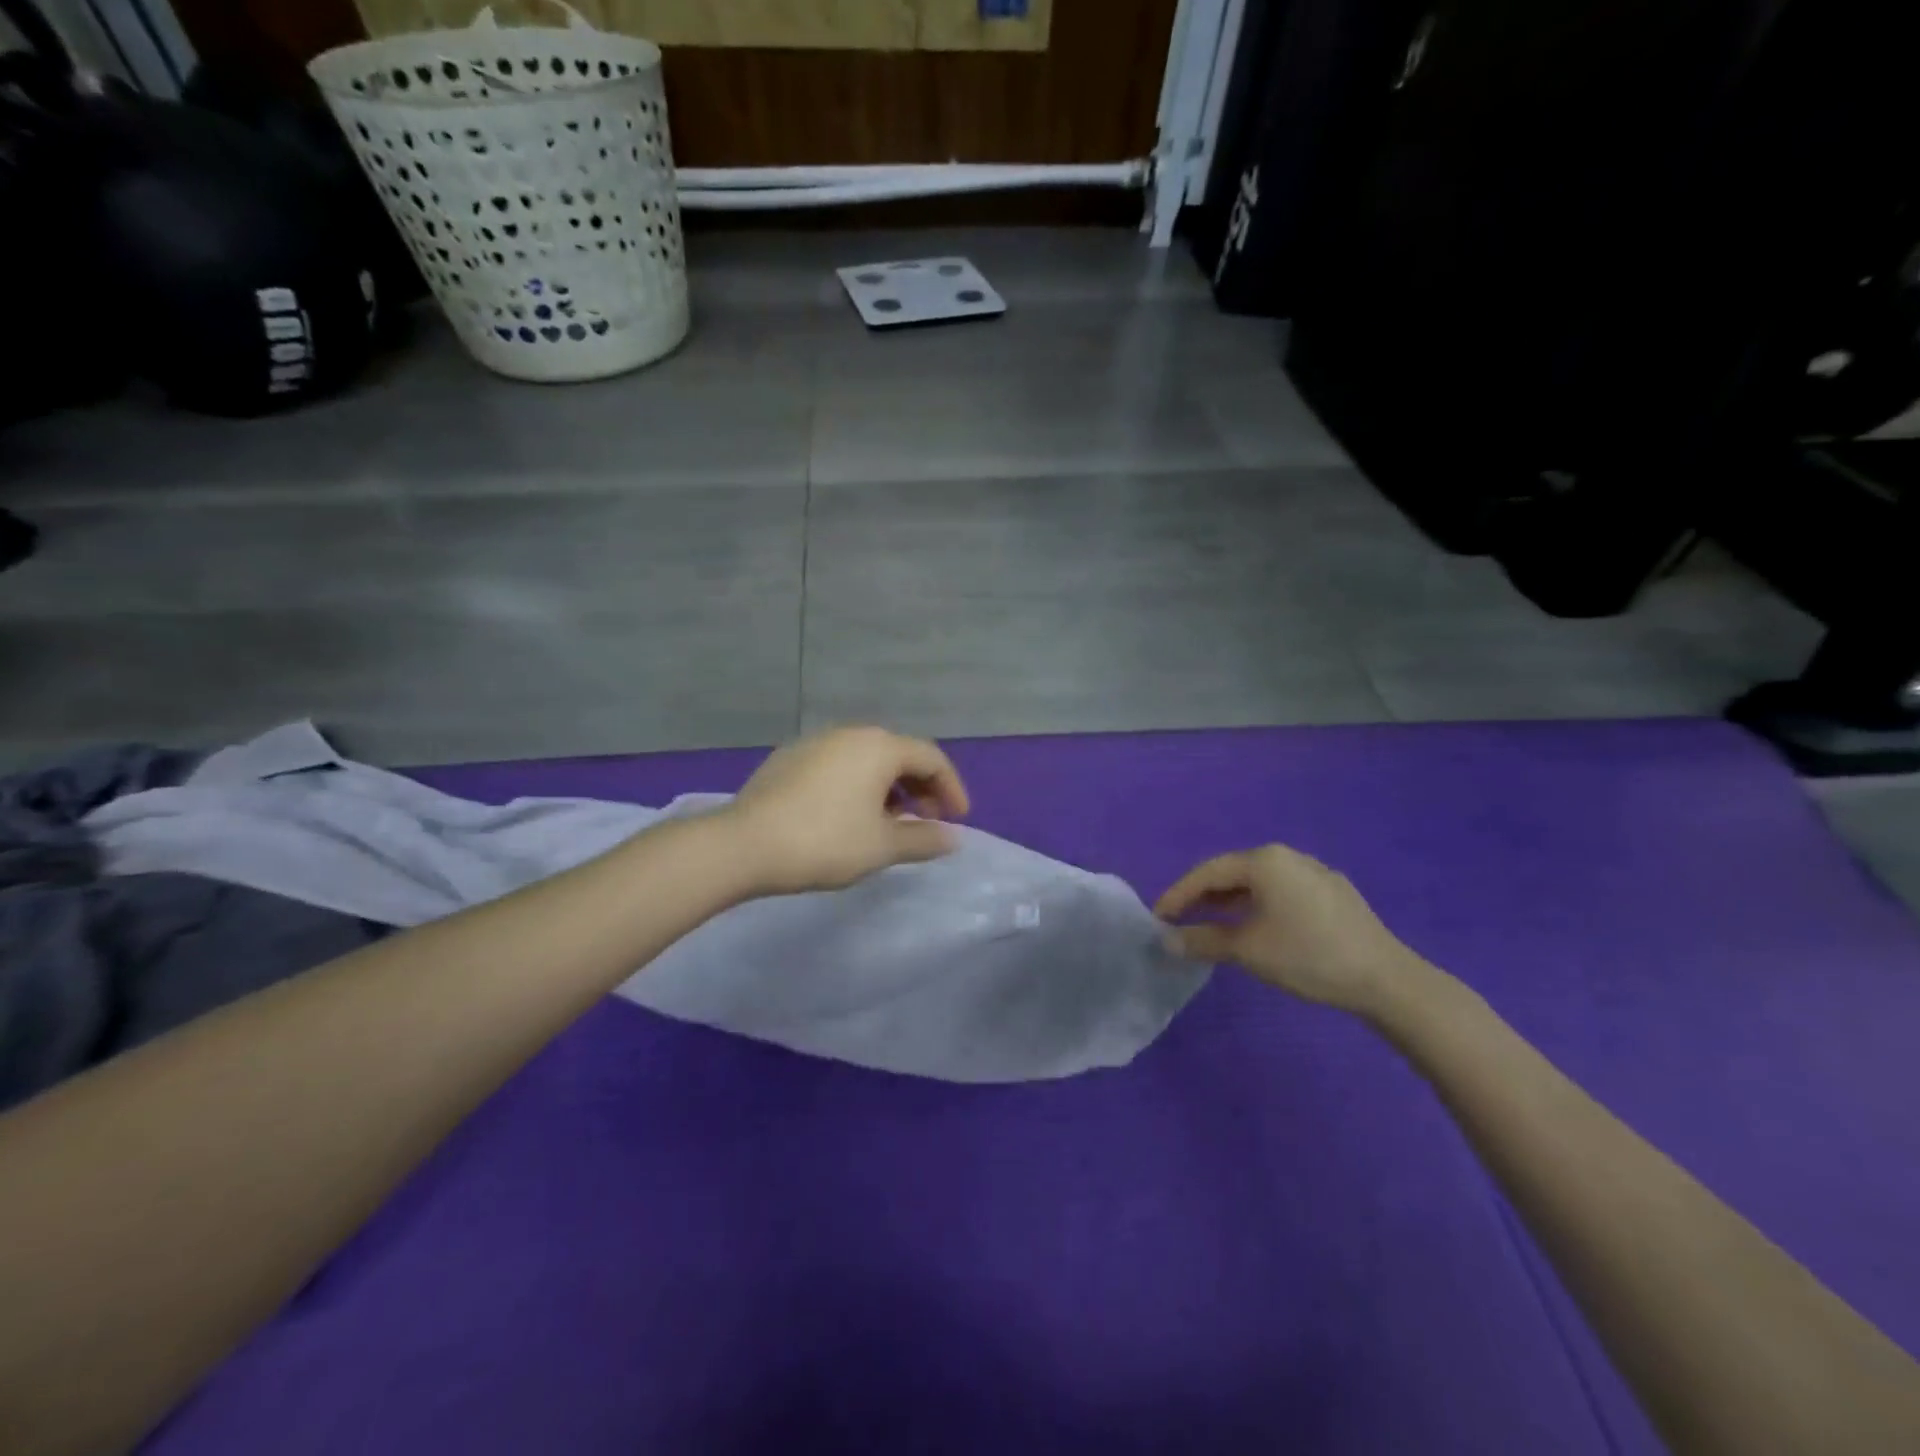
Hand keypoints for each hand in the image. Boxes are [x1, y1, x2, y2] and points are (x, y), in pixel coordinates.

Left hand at [725, 727, 970, 895]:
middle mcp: (850, 734)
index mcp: (879, 747)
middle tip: (926, 821)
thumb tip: (953, 837)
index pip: (931, 758)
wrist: (743, 844)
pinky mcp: (789, 758)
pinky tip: (848, 816)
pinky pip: (838, 765)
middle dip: (920, 787)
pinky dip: (857, 785)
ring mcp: (815, 742)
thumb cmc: (824, 842)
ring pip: (867, 760)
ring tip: (888, 822)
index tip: (957, 819)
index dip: (951, 788)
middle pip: (899, 754)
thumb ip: (923, 839)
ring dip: (889, 788)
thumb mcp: (882, 846)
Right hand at [1155, 845, 1430, 1017]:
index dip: (1178, 894)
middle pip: (1233, 873)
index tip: (1157, 917)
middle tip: (1179, 921)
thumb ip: (1201, 941)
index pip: (1208, 871)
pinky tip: (1255, 929)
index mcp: (1265, 861)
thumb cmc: (1308, 956)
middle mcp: (1288, 857)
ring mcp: (1315, 873)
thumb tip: (1165, 941)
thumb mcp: (1248, 950)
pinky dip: (1257, 906)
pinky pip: (1281, 892)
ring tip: (1210, 926)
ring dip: (1230, 903)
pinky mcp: (1333, 893)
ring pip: (1259, 883)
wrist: (1386, 980)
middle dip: (1202, 897)